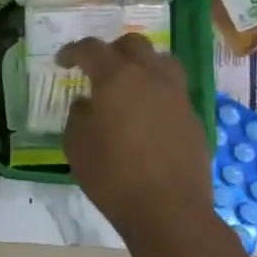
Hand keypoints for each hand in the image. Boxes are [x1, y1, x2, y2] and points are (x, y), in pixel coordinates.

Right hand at [58, 35, 213, 240]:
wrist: (169, 211)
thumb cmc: (113, 177)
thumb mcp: (77, 146)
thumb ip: (78, 116)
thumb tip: (87, 104)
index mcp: (117, 77)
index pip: (92, 49)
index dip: (73, 51)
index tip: (62, 62)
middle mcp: (150, 76)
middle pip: (133, 44)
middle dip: (112, 50)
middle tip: (99, 68)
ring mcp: (177, 95)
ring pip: (161, 61)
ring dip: (143, 65)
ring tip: (130, 84)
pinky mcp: (194, 117)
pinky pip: (174, 91)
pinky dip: (158, 93)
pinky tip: (148, 117)